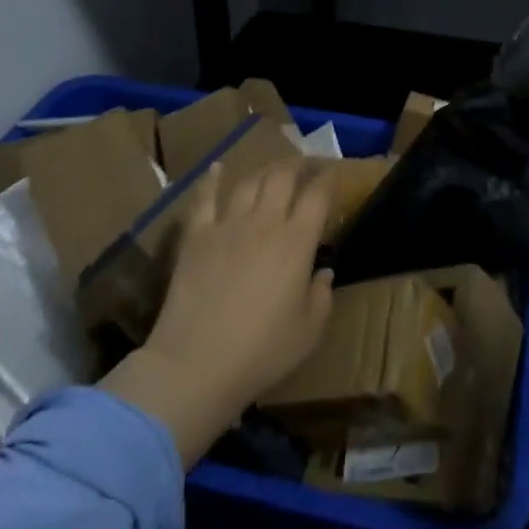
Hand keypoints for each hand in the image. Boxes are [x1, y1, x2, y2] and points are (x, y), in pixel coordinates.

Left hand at [101, 162, 332, 464]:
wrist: (196, 363)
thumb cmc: (262, 351)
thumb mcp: (308, 331)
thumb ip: (321, 296)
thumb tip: (323, 272)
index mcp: (297, 242)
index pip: (317, 196)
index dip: (328, 178)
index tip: (333, 172)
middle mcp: (265, 222)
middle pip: (283, 177)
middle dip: (298, 165)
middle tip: (306, 165)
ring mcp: (227, 225)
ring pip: (249, 182)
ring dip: (264, 171)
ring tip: (272, 170)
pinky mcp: (196, 236)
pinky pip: (204, 198)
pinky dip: (212, 180)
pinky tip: (217, 168)